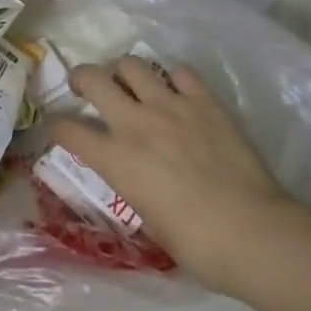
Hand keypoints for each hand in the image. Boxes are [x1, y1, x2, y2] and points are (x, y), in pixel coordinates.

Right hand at [49, 55, 294, 296]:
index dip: (56, 125)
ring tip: (130, 84)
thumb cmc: (198, 245)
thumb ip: (131, 186)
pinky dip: (172, 78)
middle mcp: (135, 123)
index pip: (68, 130)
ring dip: (123, 72)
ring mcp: (170, 106)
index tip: (57, 125)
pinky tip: (177, 91)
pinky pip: (180, 72)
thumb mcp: (148, 221)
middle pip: (92, 78)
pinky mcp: (204, 101)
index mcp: (116, 159)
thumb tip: (131, 175)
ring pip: (131, 64)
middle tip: (86, 87)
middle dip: (81, 78)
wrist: (254, 233)